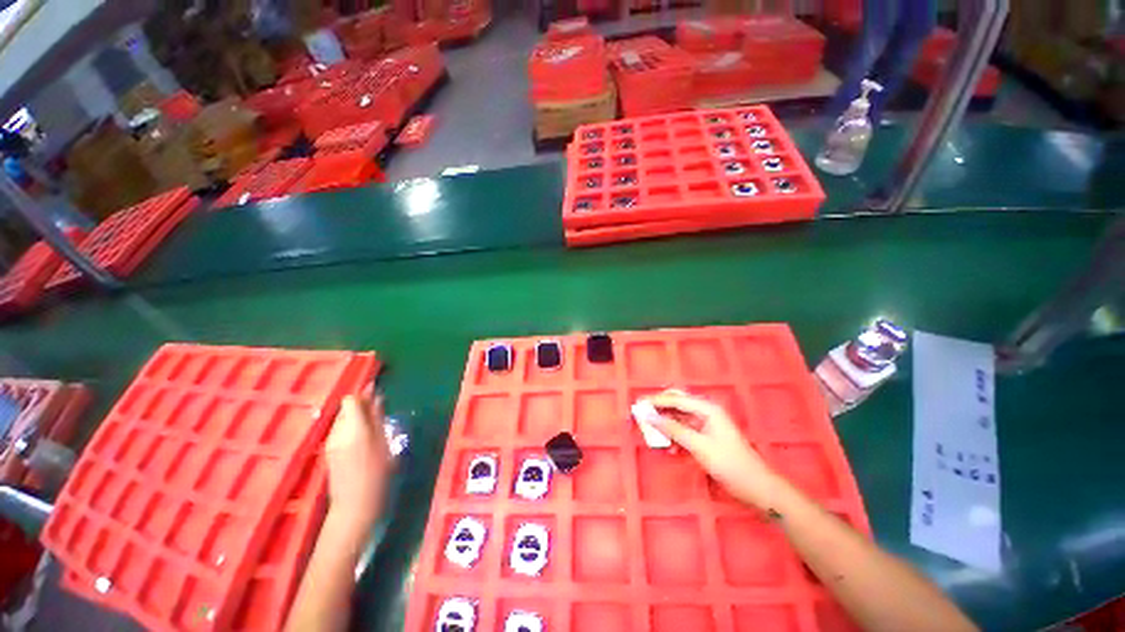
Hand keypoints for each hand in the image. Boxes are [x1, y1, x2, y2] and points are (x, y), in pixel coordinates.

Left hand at [324, 392, 392, 536]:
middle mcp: (337, 433)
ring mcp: (331, 443)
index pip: (351, 400)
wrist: (355, 509)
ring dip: (356, 415)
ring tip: (375, 422)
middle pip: (345, 407)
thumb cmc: (379, 476)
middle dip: (361, 404)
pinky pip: (340, 430)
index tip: (377, 393)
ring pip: (342, 418)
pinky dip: (352, 427)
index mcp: (354, 429)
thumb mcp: (386, 444)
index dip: (363, 394)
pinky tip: (364, 436)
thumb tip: (377, 398)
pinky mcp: (329, 452)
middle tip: (380, 406)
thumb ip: (379, 419)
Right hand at [645, 389, 781, 508]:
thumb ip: (673, 429)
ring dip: (666, 424)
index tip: (639, 404)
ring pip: (680, 418)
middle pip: (678, 405)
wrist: (757, 488)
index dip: (656, 401)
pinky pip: (686, 431)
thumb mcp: (698, 446)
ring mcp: (707, 425)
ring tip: (651, 431)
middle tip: (642, 414)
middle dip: (660, 409)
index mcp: (707, 409)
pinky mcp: (707, 437)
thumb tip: (649, 417)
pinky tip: (668, 446)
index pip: (676, 399)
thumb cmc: (729, 464)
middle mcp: (707, 412)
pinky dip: (675, 436)